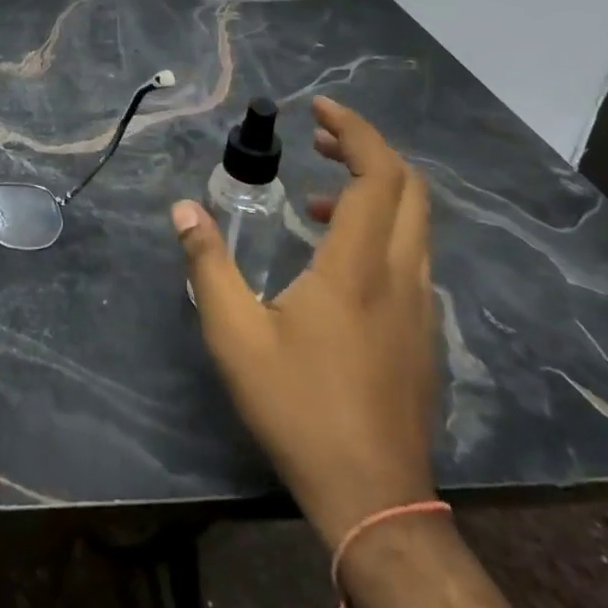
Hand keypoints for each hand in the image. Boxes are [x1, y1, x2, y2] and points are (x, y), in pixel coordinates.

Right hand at [172, 98, 436, 546]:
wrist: (372, 497)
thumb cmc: (298, 408)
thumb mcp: (234, 334)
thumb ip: (207, 264)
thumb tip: (183, 209)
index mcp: (357, 267)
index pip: (377, 175)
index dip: (354, 131)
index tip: (318, 110)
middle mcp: (401, 275)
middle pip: (409, 188)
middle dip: (367, 149)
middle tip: (319, 138)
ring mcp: (421, 306)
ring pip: (415, 222)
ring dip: (374, 189)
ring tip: (316, 194)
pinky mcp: (424, 333)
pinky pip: (410, 254)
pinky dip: (379, 228)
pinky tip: (334, 256)